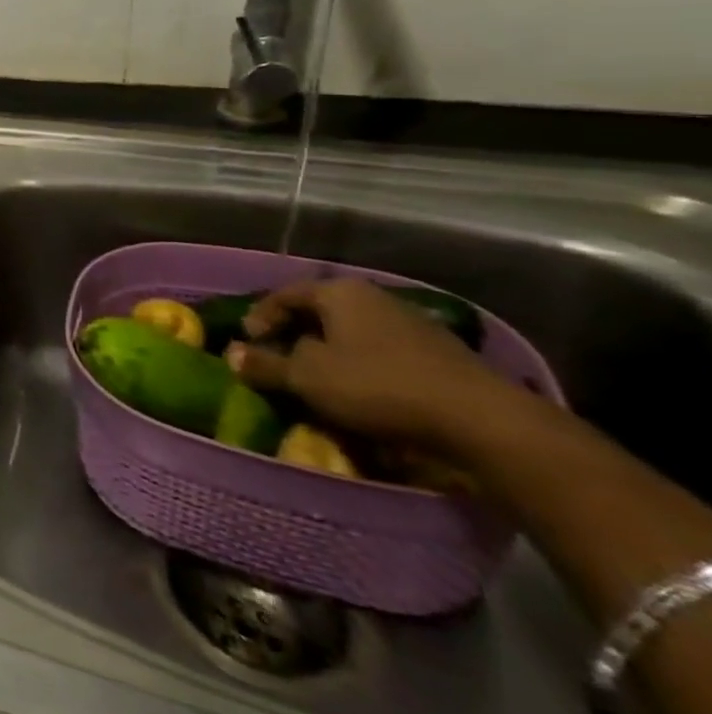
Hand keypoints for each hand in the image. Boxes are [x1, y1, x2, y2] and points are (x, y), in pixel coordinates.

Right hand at [226, 279, 519, 451]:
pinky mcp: (438, 354)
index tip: (248, 345)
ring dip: (330, 354)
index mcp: (339, 292)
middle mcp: (374, 297)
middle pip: (319, 312)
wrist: (482, 421)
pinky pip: (382, 353)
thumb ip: (265, 364)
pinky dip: (362, 368)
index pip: (283, 295)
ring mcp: (412, 324)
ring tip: (318, 382)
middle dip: (295, 336)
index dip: (259, 318)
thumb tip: (231, 354)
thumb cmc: (378, 386)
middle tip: (279, 363)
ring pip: (352, 334)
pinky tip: (362, 394)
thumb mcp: (307, 378)